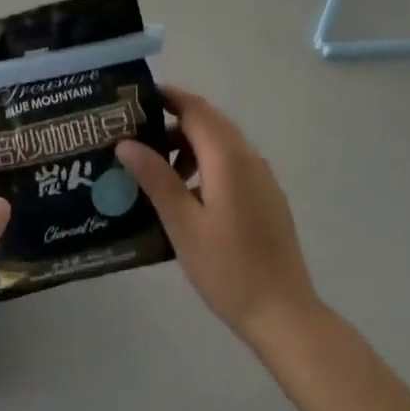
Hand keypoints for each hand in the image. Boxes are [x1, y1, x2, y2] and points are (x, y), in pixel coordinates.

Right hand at [118, 86, 319, 349]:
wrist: (284, 313)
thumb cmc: (227, 268)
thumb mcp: (182, 224)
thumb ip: (155, 178)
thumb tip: (126, 142)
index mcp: (228, 158)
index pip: (195, 109)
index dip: (166, 97)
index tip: (135, 98)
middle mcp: (249, 157)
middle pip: (209, 122)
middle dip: (173, 120)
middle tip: (135, 132)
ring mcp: (262, 177)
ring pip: (221, 143)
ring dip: (188, 144)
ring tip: (155, 168)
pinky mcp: (266, 196)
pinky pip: (232, 163)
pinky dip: (205, 163)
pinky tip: (185, 194)